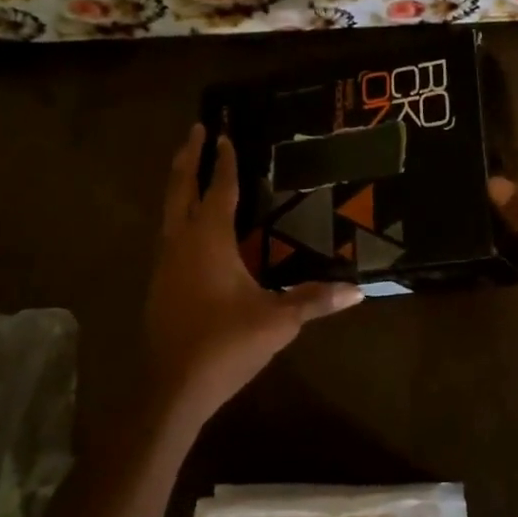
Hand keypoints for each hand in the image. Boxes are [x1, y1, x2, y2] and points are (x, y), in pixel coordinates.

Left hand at [143, 123, 363, 423]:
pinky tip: (190, 227)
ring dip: (179, 184)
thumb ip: (315, 301)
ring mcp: (165, 263)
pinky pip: (169, 234)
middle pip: (180, 189)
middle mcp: (181, 242)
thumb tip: (358, 291)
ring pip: (168, 211)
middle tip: (196, 129)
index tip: (223, 133)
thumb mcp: (277, 321)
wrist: (172, 387)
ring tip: (190, 168)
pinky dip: (179, 214)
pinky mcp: (159, 283)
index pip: (218, 189)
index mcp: (208, 240)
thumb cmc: (225, 345)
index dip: (223, 161)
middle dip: (188, 157)